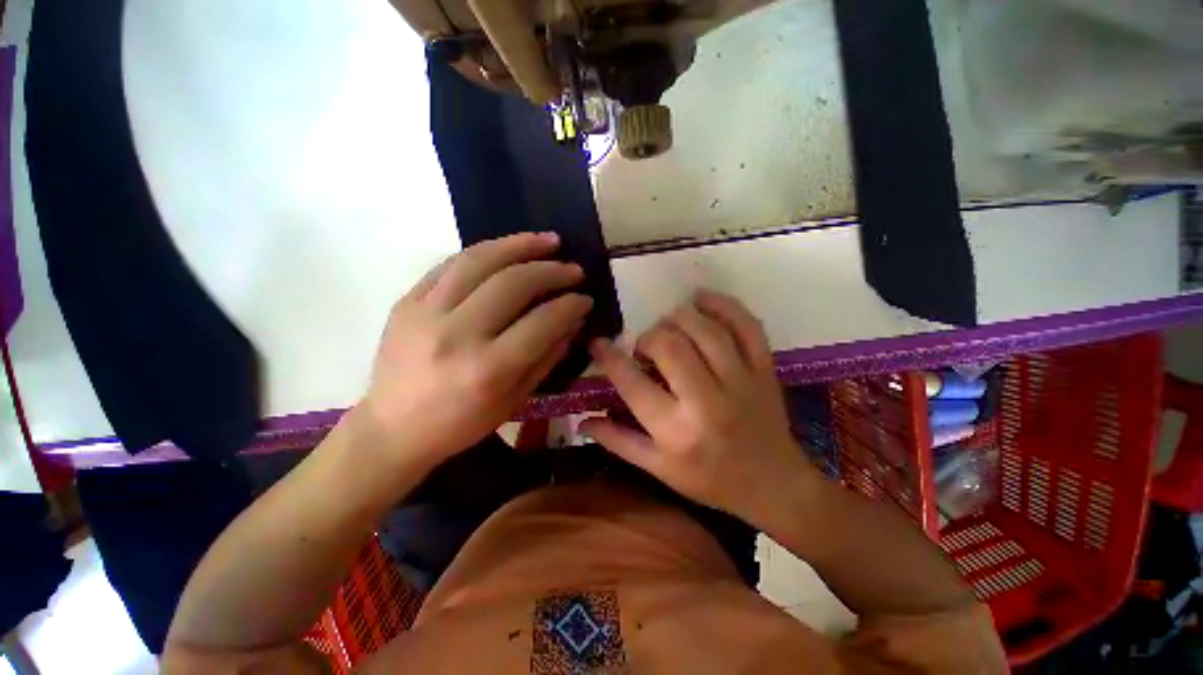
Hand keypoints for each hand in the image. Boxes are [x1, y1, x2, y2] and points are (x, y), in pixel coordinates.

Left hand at [351, 233, 591, 468]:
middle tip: (574, 269)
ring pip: (479, 261)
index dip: (570, 305)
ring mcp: (426, 312)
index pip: (541, 321)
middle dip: (552, 271)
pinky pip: (450, 264)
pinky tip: (507, 249)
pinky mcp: (407, 301)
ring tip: (548, 240)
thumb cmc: (460, 424)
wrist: (393, 429)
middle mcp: (457, 334)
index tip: (586, 298)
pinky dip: (485, 252)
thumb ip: (547, 357)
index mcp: (488, 368)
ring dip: (520, 246)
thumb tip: (573, 322)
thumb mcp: (515, 400)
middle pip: (513, 284)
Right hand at [581, 290, 814, 523]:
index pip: (632, 383)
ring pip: (704, 330)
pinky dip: (723, 304)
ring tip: (668, 325)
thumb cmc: (709, 480)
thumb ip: (618, 441)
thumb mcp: (658, 469)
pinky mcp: (765, 369)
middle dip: (648, 338)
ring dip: (678, 318)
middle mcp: (707, 402)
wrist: (773, 485)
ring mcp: (741, 381)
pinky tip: (702, 298)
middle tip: (644, 346)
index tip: (598, 343)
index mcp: (676, 431)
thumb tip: (582, 418)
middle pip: (669, 346)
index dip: (609, 356)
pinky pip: (746, 326)